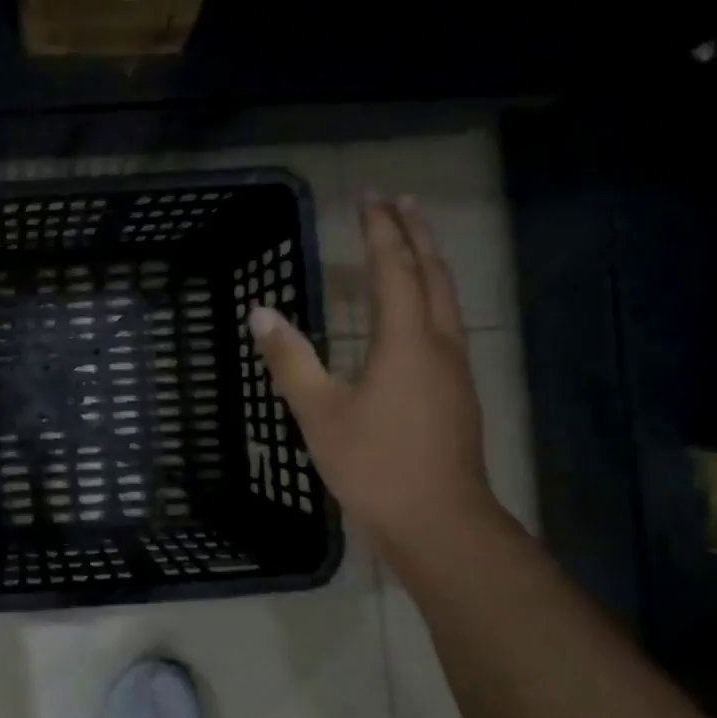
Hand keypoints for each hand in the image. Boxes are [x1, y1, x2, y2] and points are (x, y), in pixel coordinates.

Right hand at [251, 196, 498, 556]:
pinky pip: (446, 323)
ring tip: (412, 241)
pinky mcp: (456, 391)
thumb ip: (290, 359)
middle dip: (416, 233)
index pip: (394, 269)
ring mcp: (455, 369)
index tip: (368, 196)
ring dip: (429, 261)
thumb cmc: (374, 464)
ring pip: (447, 298)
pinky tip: (418, 311)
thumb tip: (260, 312)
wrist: (439, 521)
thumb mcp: (318, 412)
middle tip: (398, 201)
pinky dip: (431, 296)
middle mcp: (438, 344)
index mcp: (406, 340)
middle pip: (433, 273)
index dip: (380, 230)